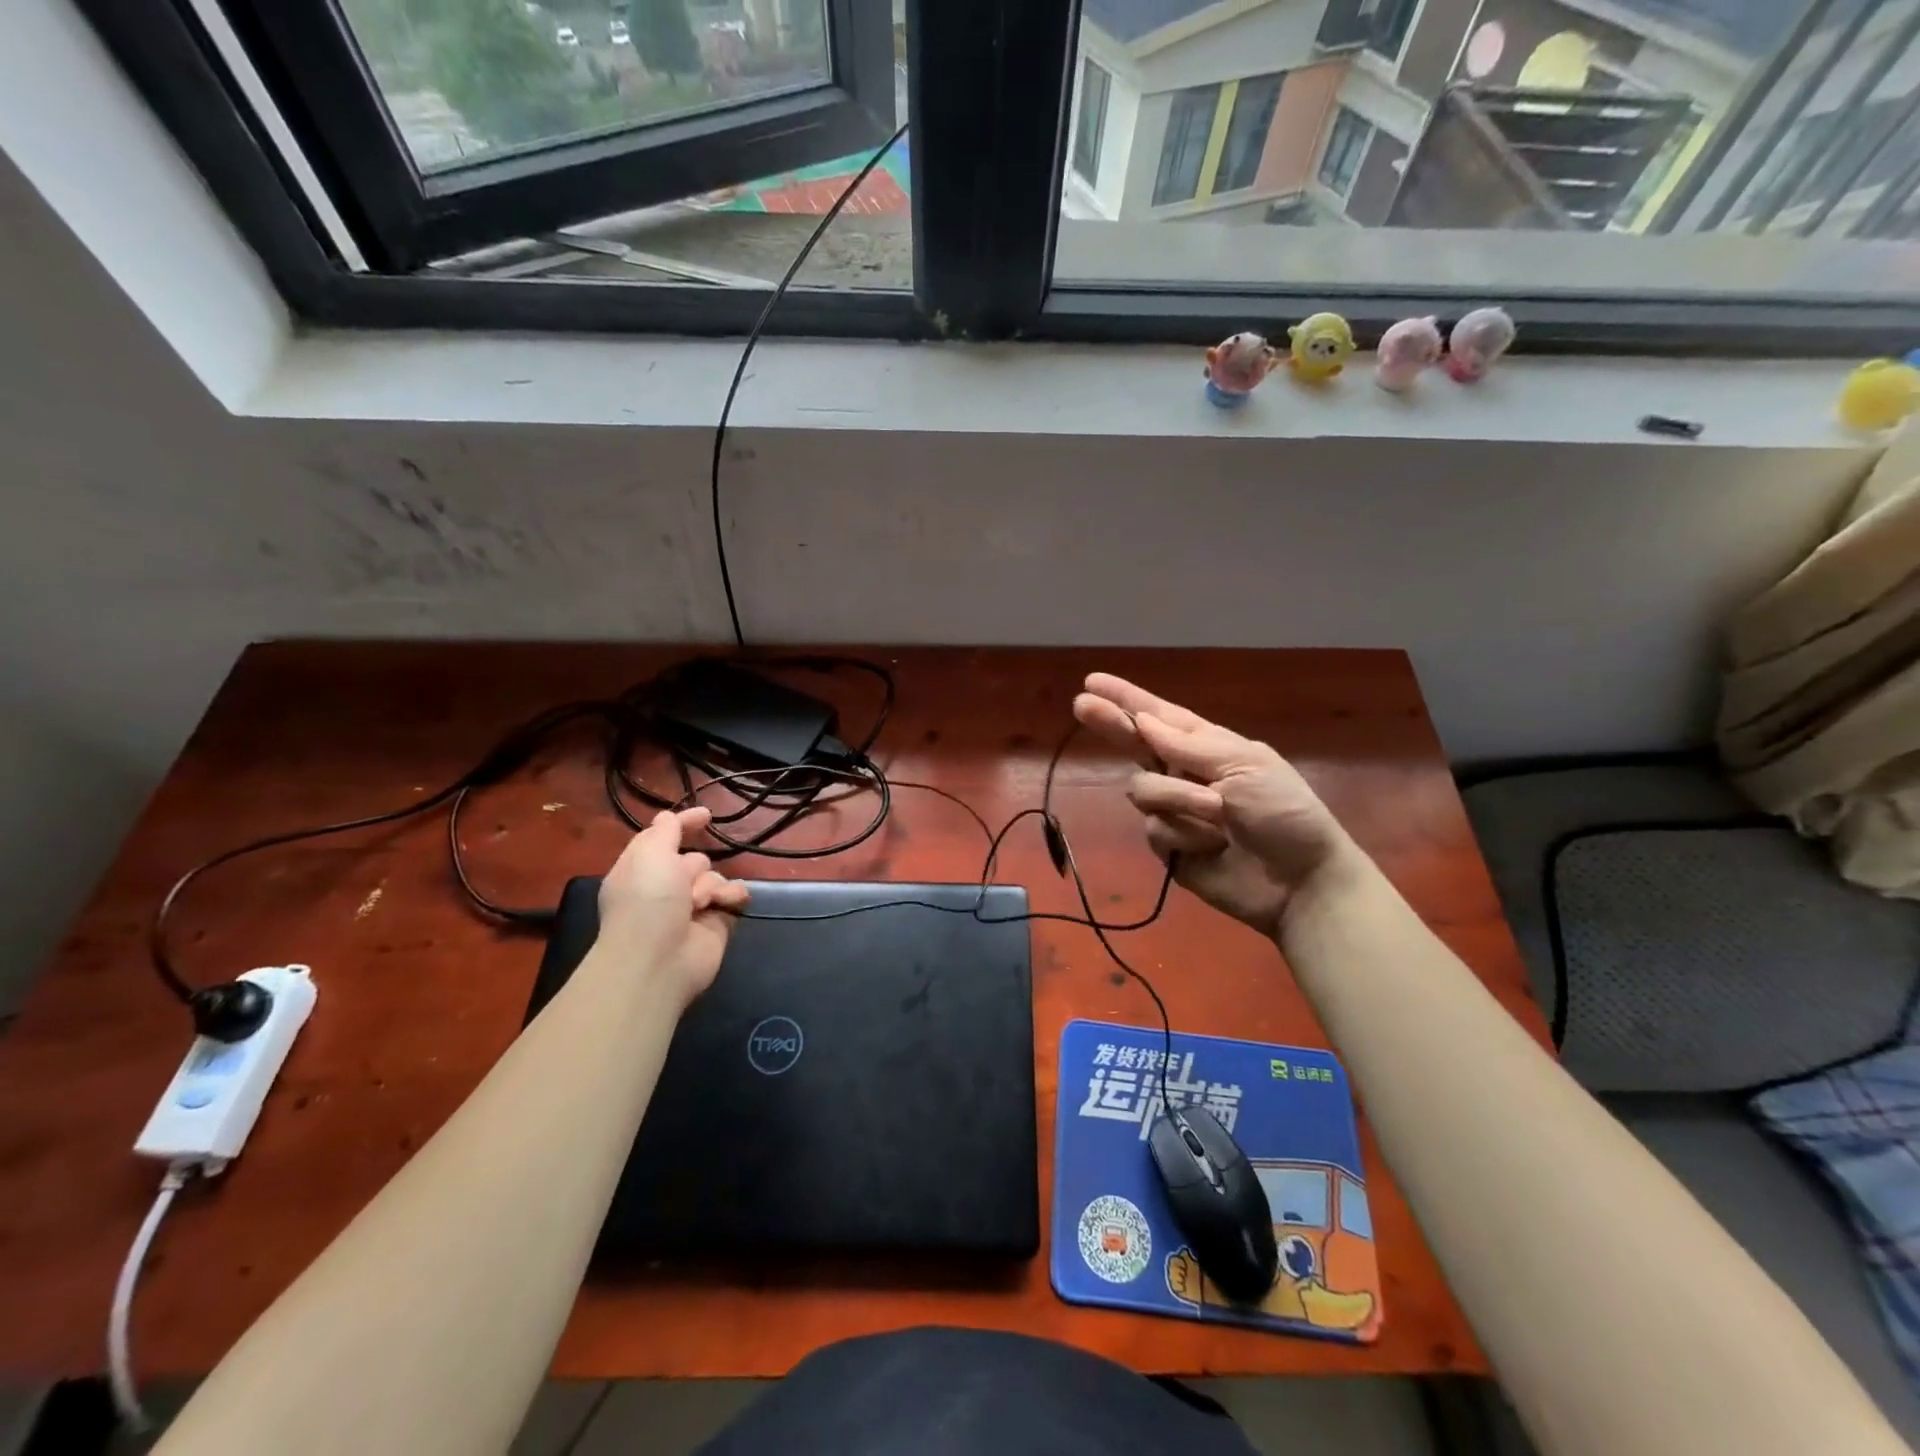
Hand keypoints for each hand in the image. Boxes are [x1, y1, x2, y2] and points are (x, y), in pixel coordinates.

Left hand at [596, 807, 749, 1007]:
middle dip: (694, 867)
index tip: (706, 816)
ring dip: (710, 886)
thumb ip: (664, 831)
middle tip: (683, 884)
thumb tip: (669, 817)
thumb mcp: (650, 853)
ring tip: (700, 904)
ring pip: (716, 877)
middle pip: (694, 860)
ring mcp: (692, 908)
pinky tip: (726, 904)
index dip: (682, 824)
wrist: (659, 959)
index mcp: (641, 871)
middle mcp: (665, 889)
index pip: (664, 839)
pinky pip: (733, 896)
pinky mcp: (716, 923)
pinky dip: (731, 897)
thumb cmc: (647, 901)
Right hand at [1072, 674, 1354, 937]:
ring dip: (1178, 798)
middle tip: (1080, 705)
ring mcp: (1174, 810)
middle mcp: (1184, 773)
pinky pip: (1154, 829)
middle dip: (1110, 724)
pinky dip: (1183, 835)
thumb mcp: (1244, 766)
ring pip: (1142, 790)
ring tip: (1218, 815)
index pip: (1159, 716)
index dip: (1126, 698)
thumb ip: (1188, 746)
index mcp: (1207, 746)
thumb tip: (1143, 722)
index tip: (1092, 681)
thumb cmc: (1284, 814)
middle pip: (1134, 743)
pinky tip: (1211, 846)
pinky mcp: (1169, 847)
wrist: (1299, 882)